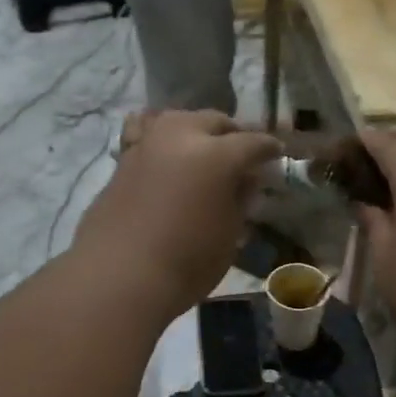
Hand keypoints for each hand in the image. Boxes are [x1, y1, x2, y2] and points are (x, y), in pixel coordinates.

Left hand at [75, 111, 280, 319]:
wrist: (119, 277)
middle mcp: (181, 137)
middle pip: (213, 121)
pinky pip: (145, 133)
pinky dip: (160, 137)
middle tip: (241, 153)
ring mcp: (147, 144)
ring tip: (202, 148)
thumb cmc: (187, 263)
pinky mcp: (122, 160)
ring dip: (195, 129)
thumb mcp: (229, 235)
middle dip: (231, 134)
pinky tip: (164, 151)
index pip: (252, 142)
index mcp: (217, 155)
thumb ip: (239, 200)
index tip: (276, 154)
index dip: (268, 149)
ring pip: (177, 120)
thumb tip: (245, 180)